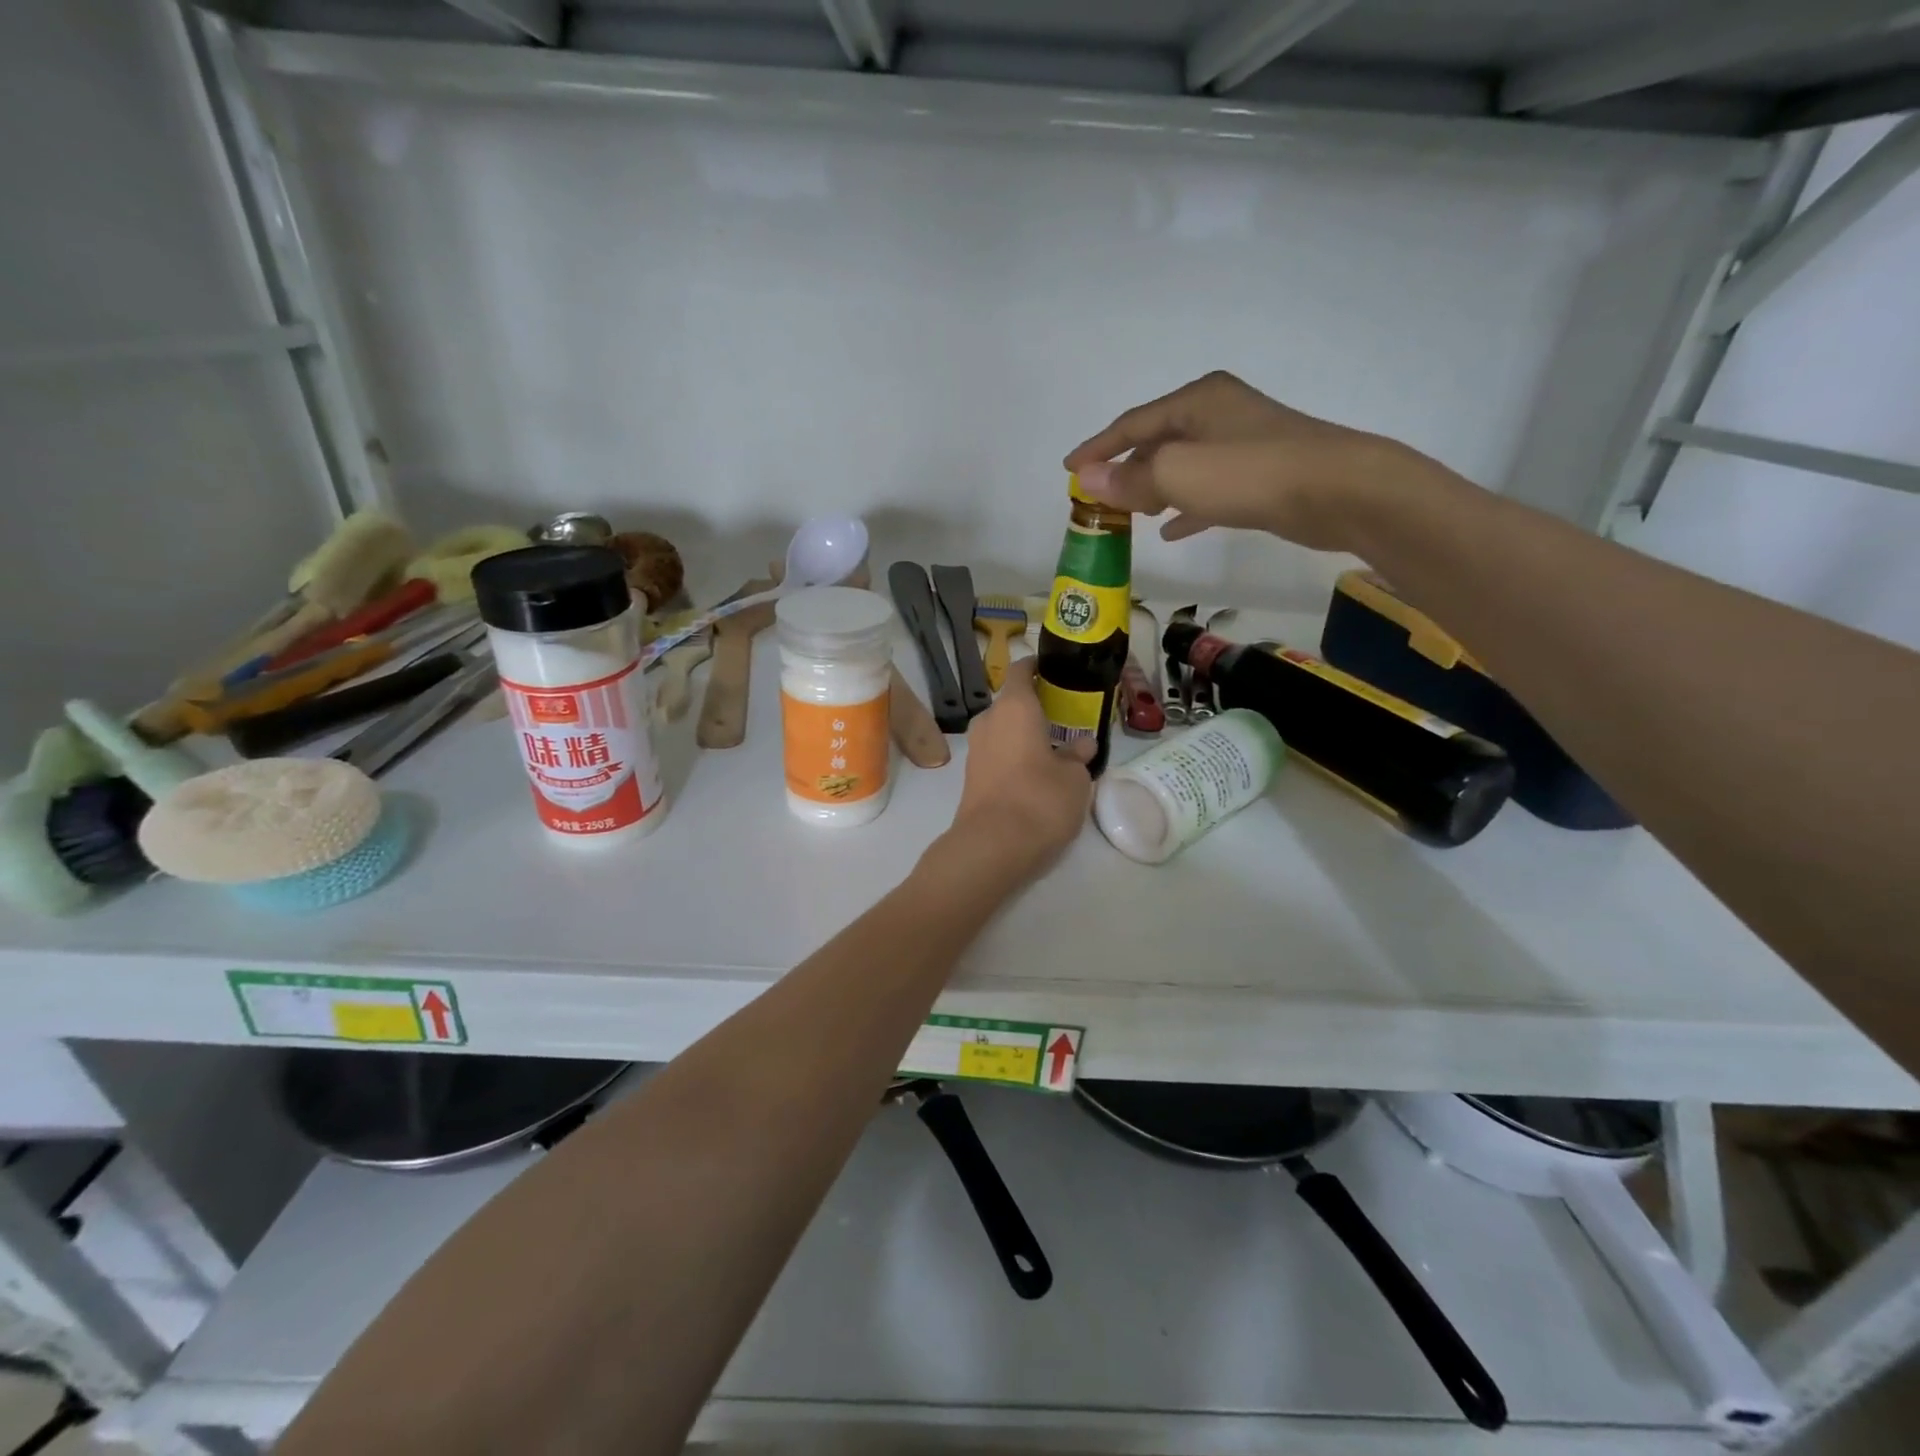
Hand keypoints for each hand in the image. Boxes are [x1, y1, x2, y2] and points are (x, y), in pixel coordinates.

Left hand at [946, 658, 1093, 875]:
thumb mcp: (1074, 778)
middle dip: (1036, 707)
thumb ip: (1078, 755)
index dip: (1037, 666)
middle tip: (1066, 717)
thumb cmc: (1040, 799)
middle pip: (1012, 703)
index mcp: (1014, 707)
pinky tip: (1037, 773)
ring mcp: (976, 749)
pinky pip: (997, 753)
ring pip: (1004, 730)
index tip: (1056, 670)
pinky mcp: (972, 776)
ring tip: (1056, 748)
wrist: (992, 846)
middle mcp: (989, 721)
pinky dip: (1015, 756)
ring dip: (1025, 734)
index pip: (1021, 670)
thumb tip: (1082, 745)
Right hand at [1063, 371, 1431, 552]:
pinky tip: (1170, 530)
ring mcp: (1241, 444)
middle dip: (1126, 469)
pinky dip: (1185, 506)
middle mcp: (1217, 414)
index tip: (1069, 469)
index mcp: (1196, 401)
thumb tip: (1086, 480)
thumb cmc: (1251, 474)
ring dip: (1153, 489)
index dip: (1098, 447)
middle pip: (1156, 441)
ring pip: (1182, 466)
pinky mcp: (1258, 476)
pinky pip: (1207, 490)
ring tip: (1129, 514)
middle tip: (1099, 497)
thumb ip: (1131, 479)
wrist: (1338, 491)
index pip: (1132, 423)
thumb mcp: (1179, 474)